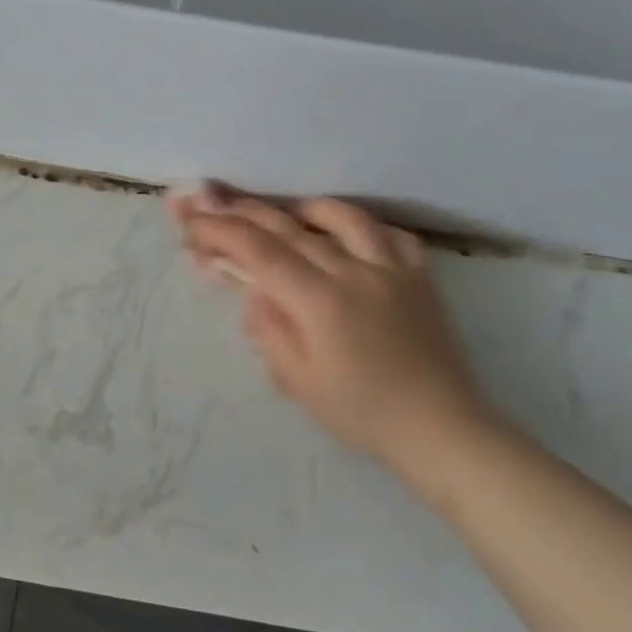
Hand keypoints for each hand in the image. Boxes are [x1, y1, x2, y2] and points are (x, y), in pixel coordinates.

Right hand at [170, 189, 497, 488]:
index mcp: (319, 300)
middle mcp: (354, 271)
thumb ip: (269, 329)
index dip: (219, 230)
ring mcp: (393, 268)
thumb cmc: (361, 413)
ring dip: (303, 210)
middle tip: (214, 203)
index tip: (191, 219)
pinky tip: (348, 236)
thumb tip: (254, 291)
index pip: (258, 251)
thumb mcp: (298, 382)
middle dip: (244, 212)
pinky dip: (361, 227)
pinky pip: (390, 233)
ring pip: (343, 216)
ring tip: (284, 217)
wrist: (440, 428)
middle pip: (290, 227)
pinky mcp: (421, 276)